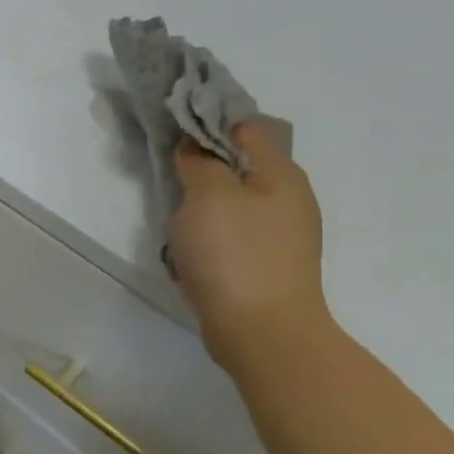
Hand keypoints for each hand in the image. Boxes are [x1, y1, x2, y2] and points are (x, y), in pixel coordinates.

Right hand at [170, 121, 331, 368]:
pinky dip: (208, 233)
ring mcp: (279, 234)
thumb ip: (199, 162)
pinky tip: (188, 249)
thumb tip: (193, 147)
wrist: (262, 330)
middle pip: (239, 165)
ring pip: (232, 201)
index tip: (172, 128)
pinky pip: (230, 233)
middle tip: (166, 173)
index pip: (246, 128)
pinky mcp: (264, 263)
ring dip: (202, 203)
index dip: (209, 122)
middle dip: (202, 165)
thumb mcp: (208, 196)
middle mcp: (288, 198)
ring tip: (173, 215)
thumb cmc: (235, 254)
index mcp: (281, 174)